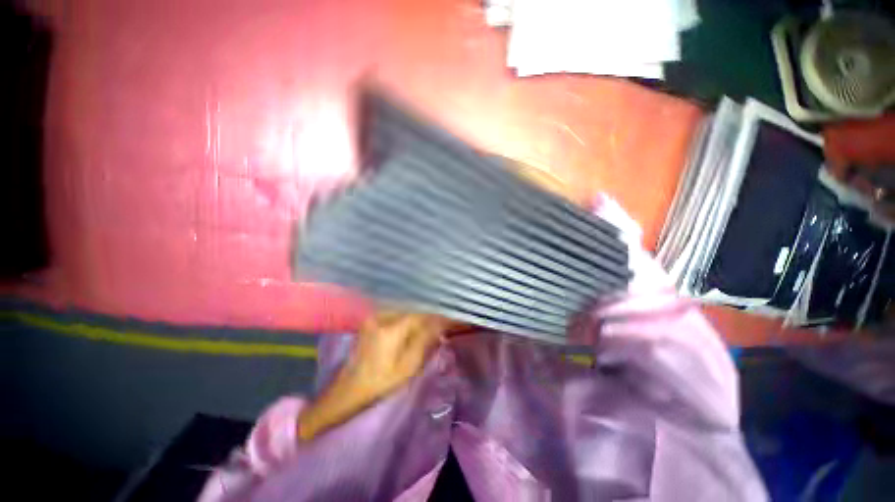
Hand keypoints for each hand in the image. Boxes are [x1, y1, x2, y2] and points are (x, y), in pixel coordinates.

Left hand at [297, 310, 449, 440]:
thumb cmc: (380, 383)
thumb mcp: (408, 366)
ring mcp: (375, 316)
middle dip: (430, 312)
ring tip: (433, 320)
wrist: (348, 391)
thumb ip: (425, 339)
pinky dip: (409, 314)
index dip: (438, 314)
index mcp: (391, 328)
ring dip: (420, 312)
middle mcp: (382, 316)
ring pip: (405, 307)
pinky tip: (416, 322)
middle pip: (413, 307)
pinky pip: (396, 311)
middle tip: (444, 319)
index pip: (421, 313)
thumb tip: (440, 322)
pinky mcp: (372, 319)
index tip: (451, 316)